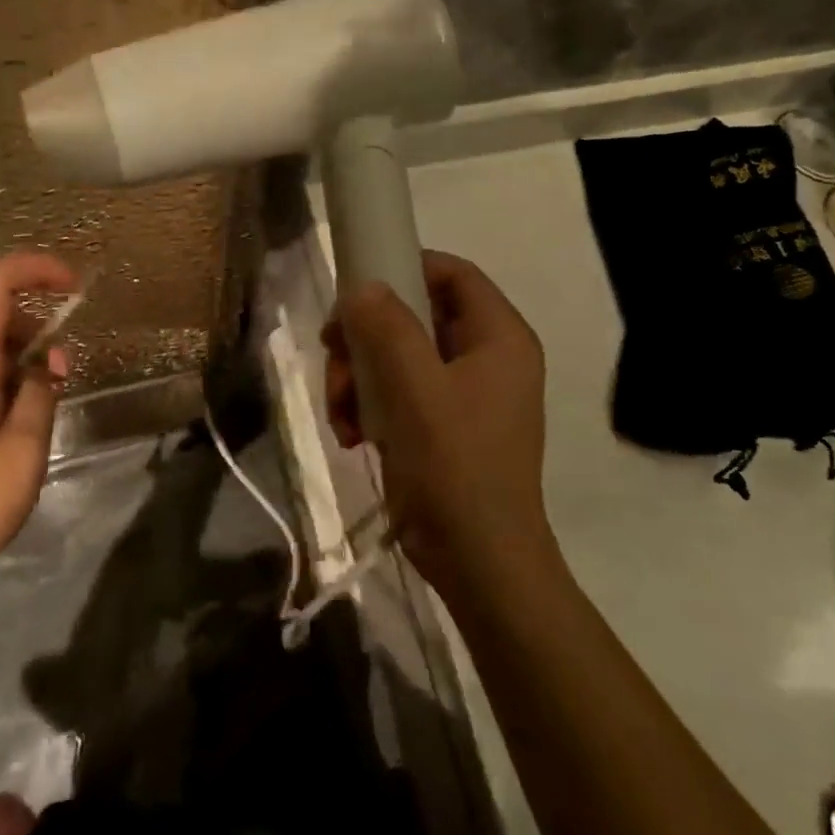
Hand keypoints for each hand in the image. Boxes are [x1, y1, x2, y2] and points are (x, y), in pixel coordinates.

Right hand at [323, 251, 551, 597]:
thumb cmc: (455, 467)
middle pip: (417, 315)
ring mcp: (468, 393)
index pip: (453, 273)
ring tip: (340, 413)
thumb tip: (362, 288)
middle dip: (367, 338)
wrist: (480, 566)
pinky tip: (352, 437)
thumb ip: (387, 327)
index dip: (404, 267)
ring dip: (361, 376)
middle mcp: (489, 356)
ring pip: (400, 355)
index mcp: (500, 337)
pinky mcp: (447, 426)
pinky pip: (401, 392)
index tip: (357, 291)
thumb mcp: (415, 389)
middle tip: (334, 359)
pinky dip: (371, 405)